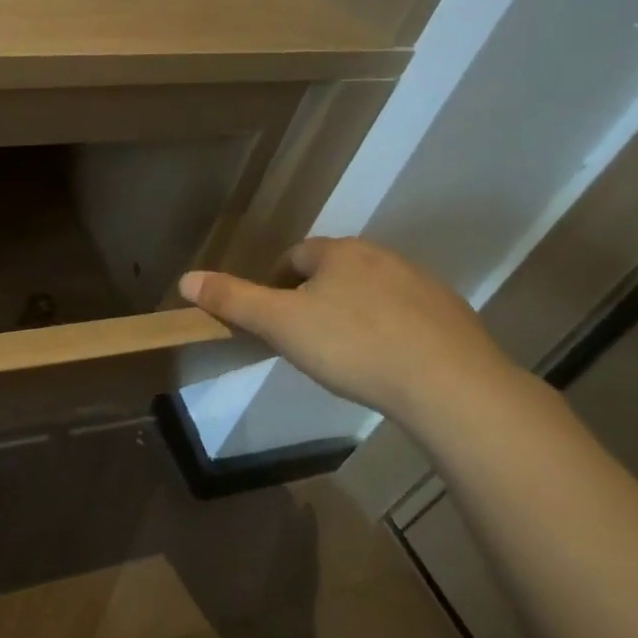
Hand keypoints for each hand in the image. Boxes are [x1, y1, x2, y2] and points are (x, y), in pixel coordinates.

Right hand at [180, 237, 518, 424]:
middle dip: (315, 296)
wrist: (450, 384)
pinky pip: (408, 317)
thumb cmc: (353, 346)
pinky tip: (387, 364)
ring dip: (354, 312)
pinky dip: (390, 332)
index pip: (296, 256)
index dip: (277, 282)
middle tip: (302, 337)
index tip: (271, 316)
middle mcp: (382, 257)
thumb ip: (233, 300)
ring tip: (344, 354)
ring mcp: (422, 285)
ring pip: (373, 292)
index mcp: (339, 253)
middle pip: (335, 271)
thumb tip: (185, 279)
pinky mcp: (452, 317)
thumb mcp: (280, 324)